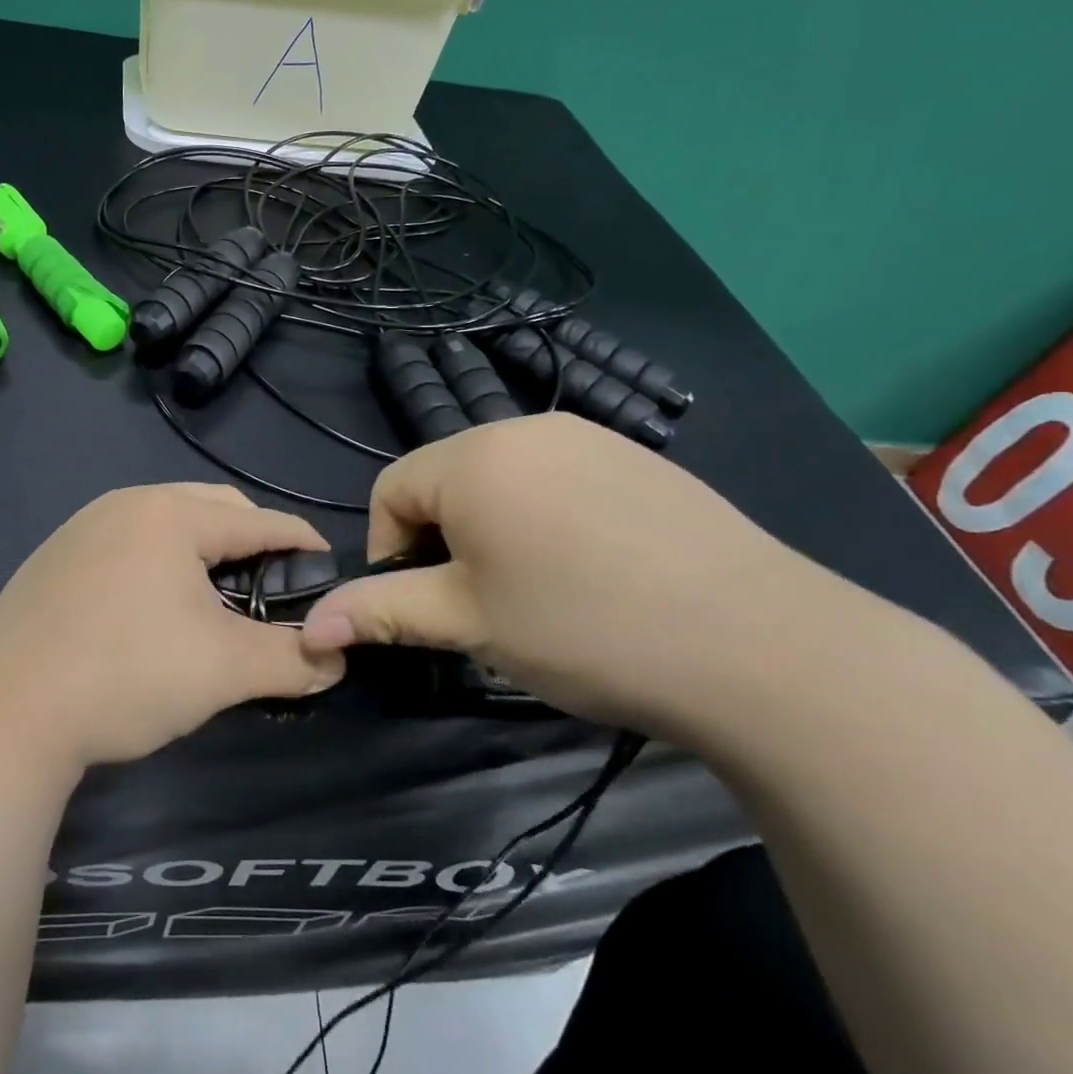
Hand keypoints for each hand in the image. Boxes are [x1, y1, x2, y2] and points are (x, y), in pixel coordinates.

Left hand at [0, 484, 346, 768]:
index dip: (304, 544)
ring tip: (217, 601)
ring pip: (167, 524)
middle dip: (252, 543)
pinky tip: (154, 610)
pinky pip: (128, 543)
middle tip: (273, 591)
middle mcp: (125, 504)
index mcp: (171, 515)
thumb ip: (290, 660)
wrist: (3, 714)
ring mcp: (83, 527)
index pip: (260, 520)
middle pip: (213, 509)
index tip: (331, 572)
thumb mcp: (222, 670)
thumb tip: (334, 661)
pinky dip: (159, 564)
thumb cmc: (125, 675)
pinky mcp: (55, 557)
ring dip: (203, 553)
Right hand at [300, 414, 859, 738]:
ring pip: (502, 478)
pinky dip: (547, 516)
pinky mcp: (635, 457)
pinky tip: (593, 568)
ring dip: (493, 527)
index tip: (428, 605)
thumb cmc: (584, 629)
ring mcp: (587, 436)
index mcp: (473, 457)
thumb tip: (311, 626)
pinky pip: (558, 476)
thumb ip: (382, 611)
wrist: (760, 645)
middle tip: (483, 603)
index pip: (391, 489)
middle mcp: (524, 427)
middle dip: (444, 538)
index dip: (391, 549)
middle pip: (446, 478)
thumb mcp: (469, 623)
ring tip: (537, 588)